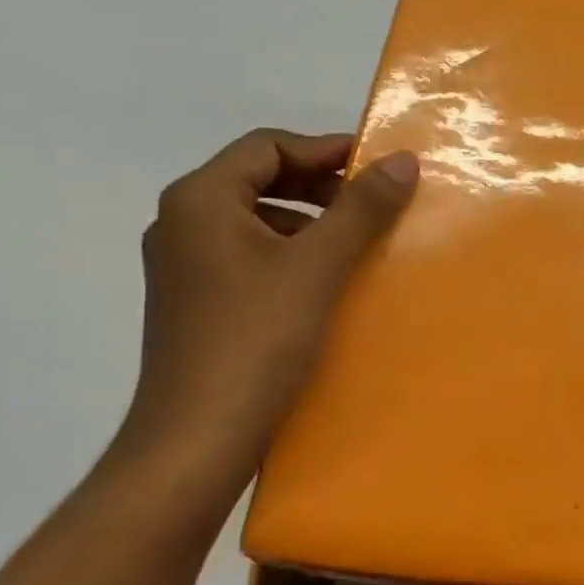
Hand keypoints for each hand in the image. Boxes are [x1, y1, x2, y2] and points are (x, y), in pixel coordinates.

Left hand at [119, 129, 417, 481]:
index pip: (267, 145)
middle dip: (319, 184)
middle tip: (371, 202)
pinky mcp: (195, 303)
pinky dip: (290, 254)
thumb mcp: (318, 266)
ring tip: (355, 242)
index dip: (325, 148)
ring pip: (255, 220)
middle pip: (258, 178)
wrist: (197, 439)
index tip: (376, 165)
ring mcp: (183, 266)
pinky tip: (323, 282)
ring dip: (308, 220)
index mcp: (201, 200)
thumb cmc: (257, 339)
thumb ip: (361, 208)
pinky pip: (248, 256)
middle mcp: (182, 223)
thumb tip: (401, 159)